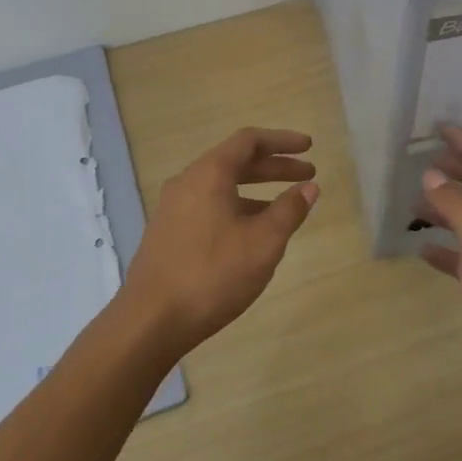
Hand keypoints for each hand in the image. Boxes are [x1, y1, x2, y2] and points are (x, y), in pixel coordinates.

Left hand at [120, 127, 318, 357]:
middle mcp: (188, 181)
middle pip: (236, 161)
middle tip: (308, 175)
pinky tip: (253, 232)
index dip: (282, 141)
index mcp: (209, 174)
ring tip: (287, 206)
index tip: (309, 148)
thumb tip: (309, 187)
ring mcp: (174, 207)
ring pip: (222, 185)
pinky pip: (210, 205)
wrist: (151, 320)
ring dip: (257, 189)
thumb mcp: (263, 243)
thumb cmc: (213, 274)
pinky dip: (237, 207)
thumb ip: (289, 210)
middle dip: (275, 167)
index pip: (249, 140)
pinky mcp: (169, 231)